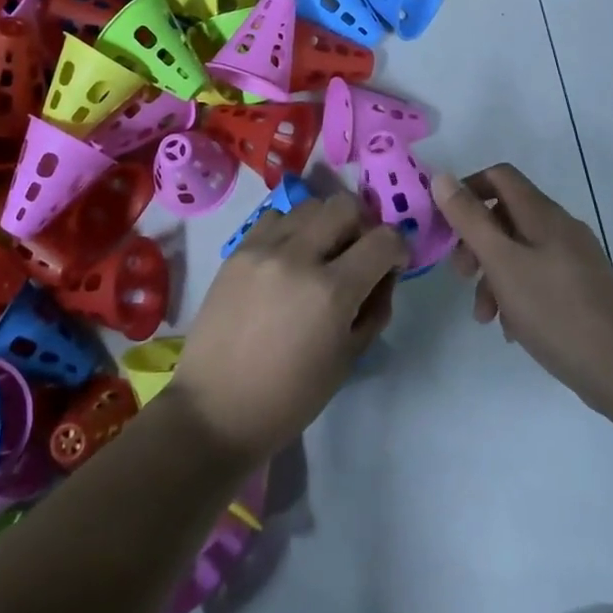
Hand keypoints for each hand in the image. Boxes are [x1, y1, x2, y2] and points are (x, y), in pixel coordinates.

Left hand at [172, 192, 405, 462]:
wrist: (215, 408)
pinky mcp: (238, 249)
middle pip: (346, 205)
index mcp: (331, 291)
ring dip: (326, 224)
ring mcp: (263, 248)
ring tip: (320, 254)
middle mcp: (298, 256)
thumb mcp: (349, 358)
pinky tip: (288, 257)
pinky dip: (292, 229)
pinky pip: (275, 217)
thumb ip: (374, 307)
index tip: (392, 264)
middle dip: (362, 225)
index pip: (383, 239)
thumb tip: (383, 273)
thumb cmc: (289, 397)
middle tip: (357, 254)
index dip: (398, 248)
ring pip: (310, 205)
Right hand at [432, 165, 612, 413]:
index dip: (468, 190)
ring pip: (519, 251)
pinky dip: (516, 293)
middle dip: (476, 242)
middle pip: (506, 216)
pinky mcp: (581, 288)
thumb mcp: (502, 263)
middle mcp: (561, 228)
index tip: (446, 225)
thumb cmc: (555, 311)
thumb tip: (442, 177)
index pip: (499, 176)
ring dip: (493, 276)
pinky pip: (537, 276)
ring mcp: (574, 259)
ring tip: (485, 316)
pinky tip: (511, 328)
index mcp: (543, 214)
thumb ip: (470, 219)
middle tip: (461, 276)